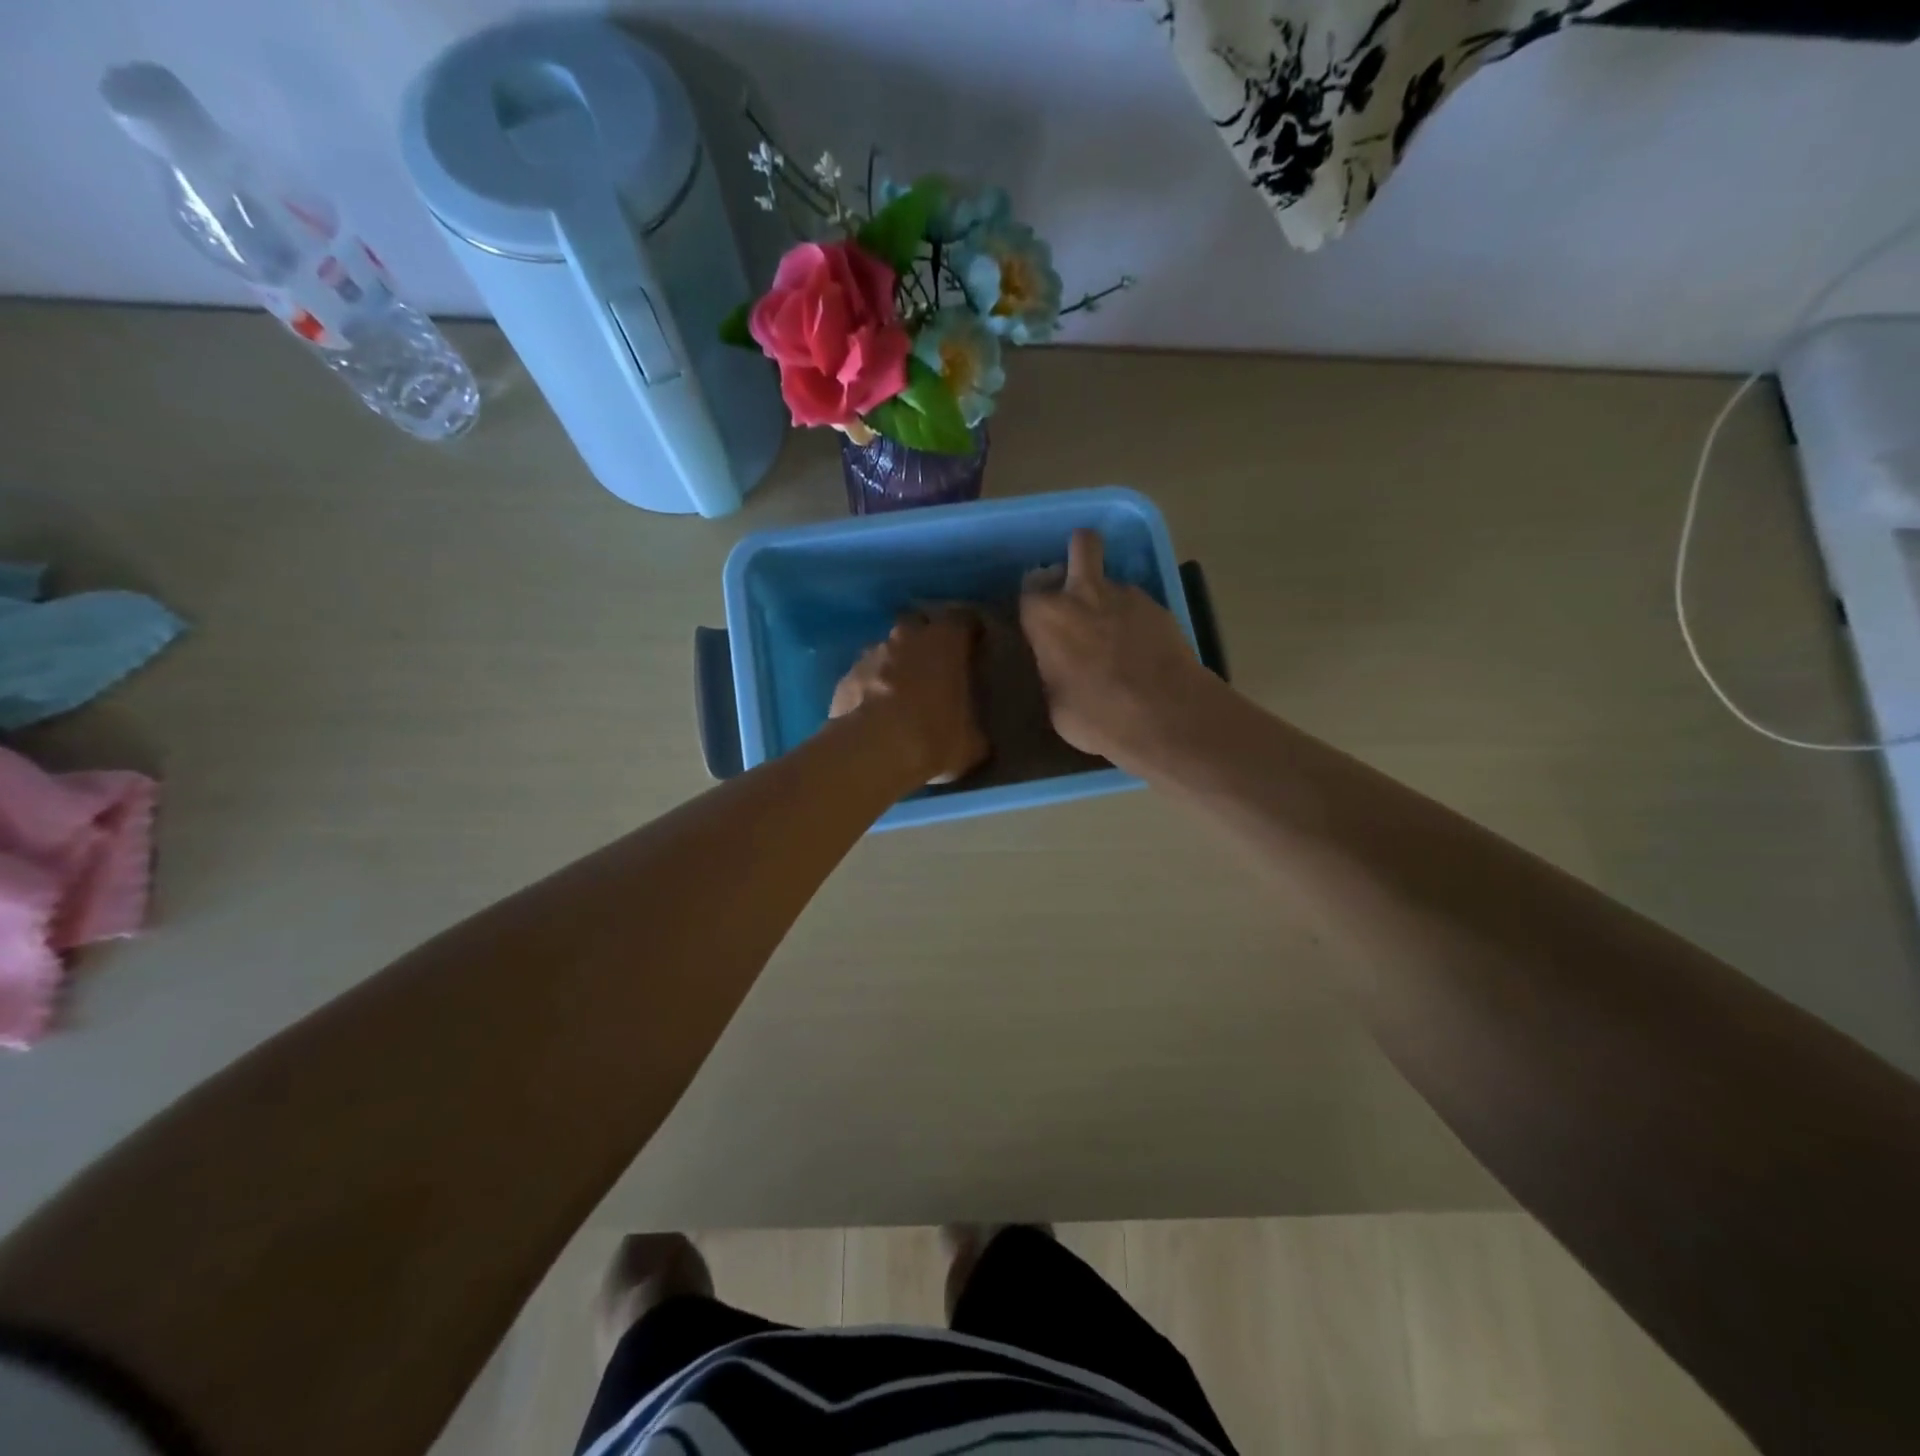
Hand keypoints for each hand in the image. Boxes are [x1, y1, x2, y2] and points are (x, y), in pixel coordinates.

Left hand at [829, 609, 988, 784]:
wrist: (873, 752)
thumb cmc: (935, 737)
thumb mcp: (972, 741)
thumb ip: (974, 726)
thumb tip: (973, 734)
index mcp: (945, 641)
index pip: (963, 619)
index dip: (970, 630)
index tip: (975, 645)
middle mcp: (907, 637)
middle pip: (918, 623)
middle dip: (926, 638)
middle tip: (935, 666)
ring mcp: (871, 654)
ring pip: (887, 649)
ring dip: (895, 664)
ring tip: (901, 694)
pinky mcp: (845, 677)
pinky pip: (865, 675)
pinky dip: (871, 687)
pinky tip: (875, 712)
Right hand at [1019, 529, 1214, 766]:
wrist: (1164, 715)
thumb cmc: (1096, 716)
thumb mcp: (1055, 703)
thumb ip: (1053, 671)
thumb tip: (1059, 667)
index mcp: (1047, 617)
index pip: (1029, 590)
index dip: (1035, 604)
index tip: (1039, 621)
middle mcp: (1084, 594)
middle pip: (1082, 545)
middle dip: (1080, 552)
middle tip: (1079, 585)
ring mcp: (1127, 596)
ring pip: (1113, 582)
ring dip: (1110, 600)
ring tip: (1119, 638)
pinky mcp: (1160, 608)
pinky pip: (1140, 606)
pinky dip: (1138, 622)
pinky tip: (1144, 651)